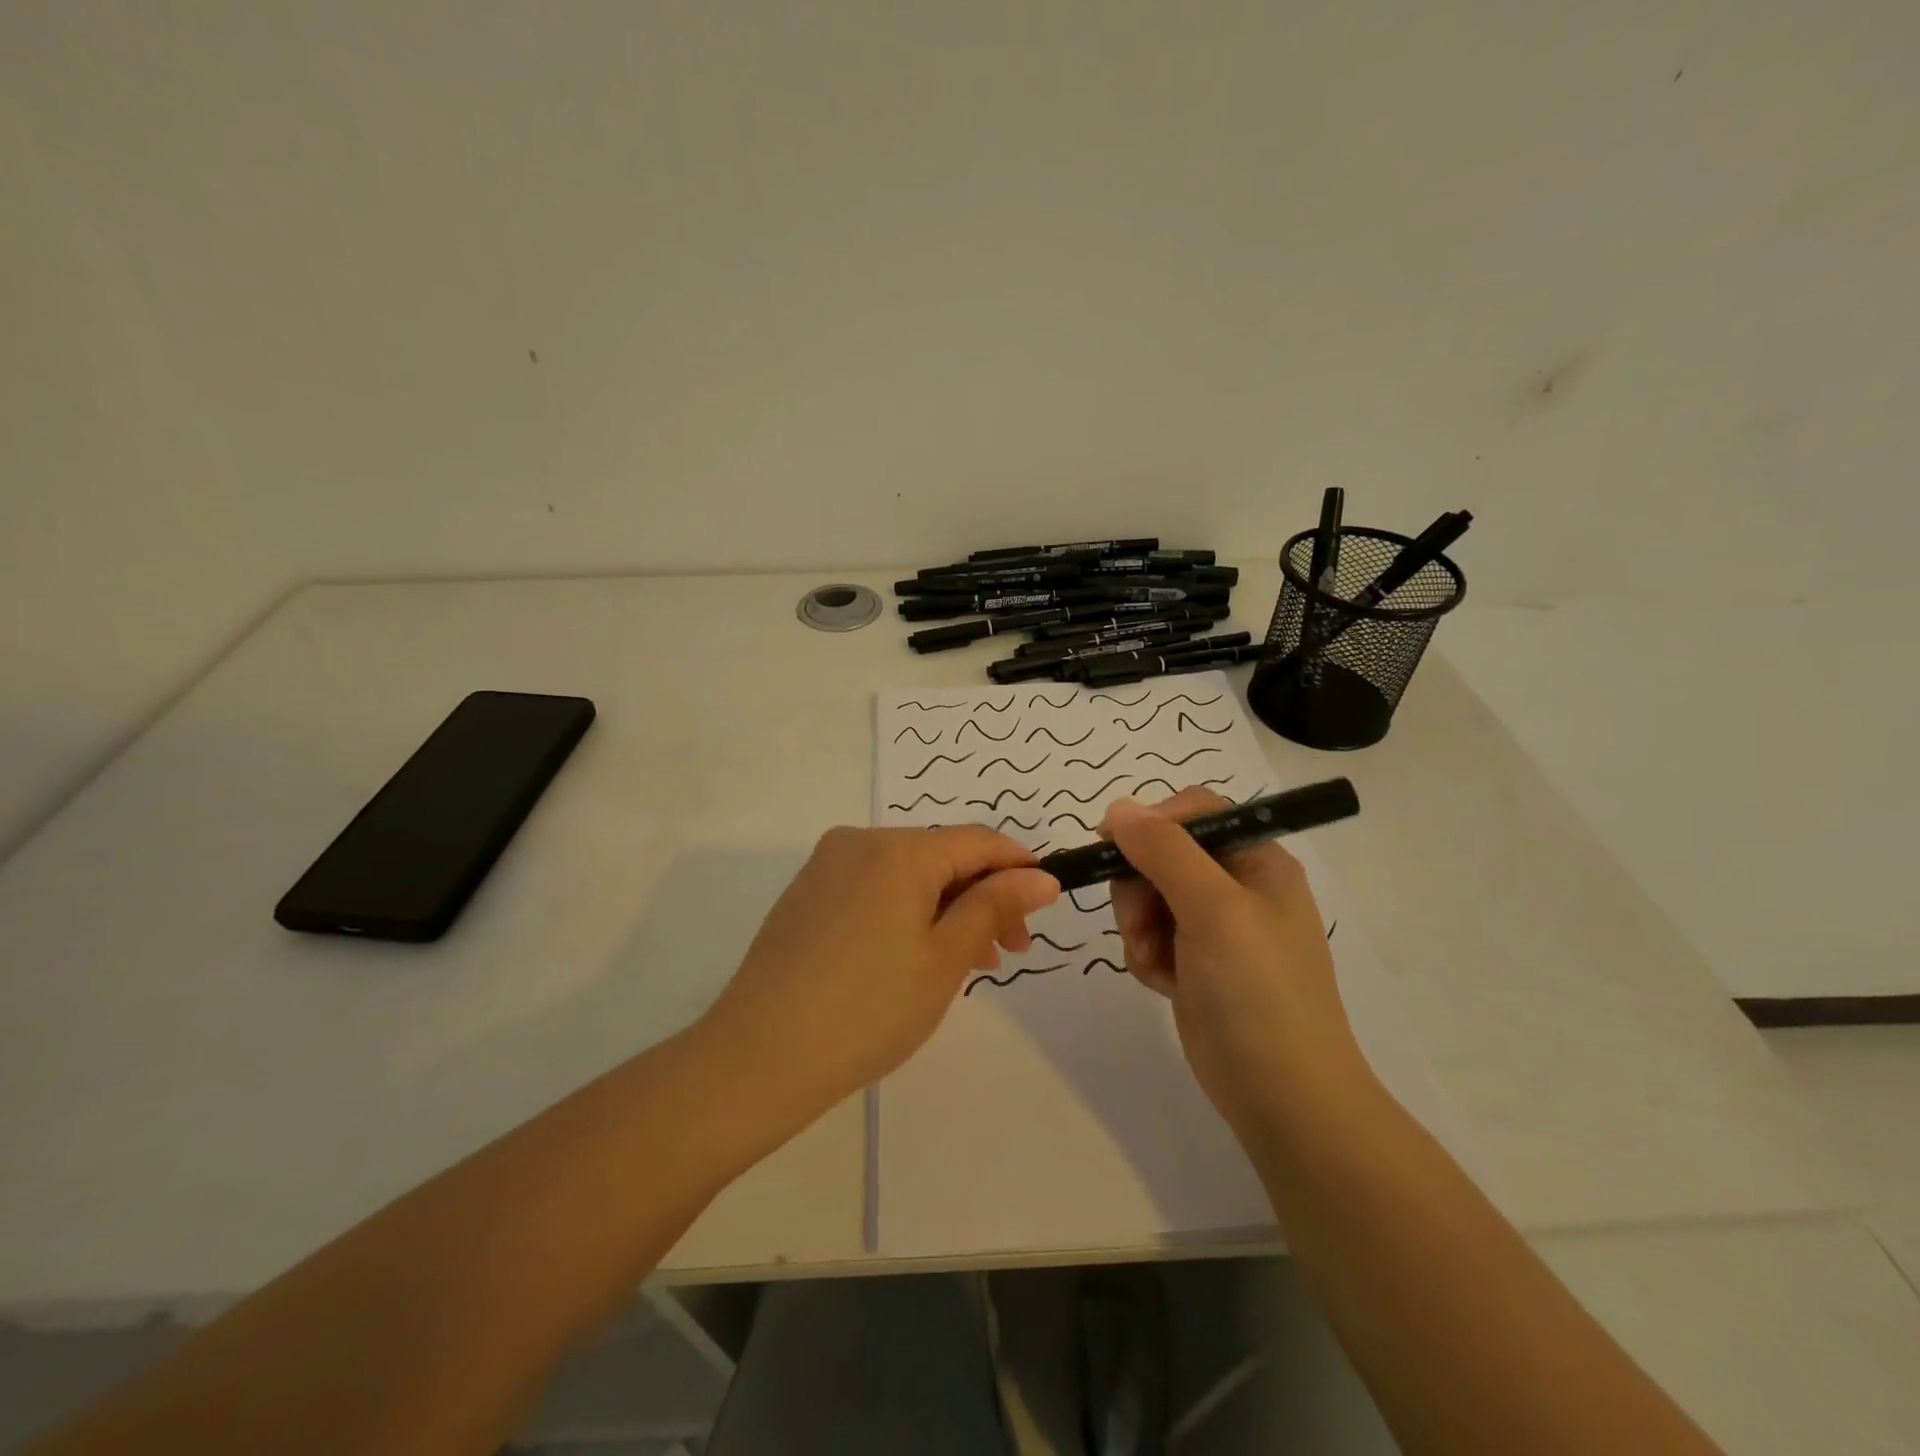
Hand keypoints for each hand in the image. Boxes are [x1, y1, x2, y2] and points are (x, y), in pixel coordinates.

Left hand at [700, 826, 1058, 1112]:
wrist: (759, 1056)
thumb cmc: (868, 1008)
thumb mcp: (945, 958)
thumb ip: (994, 907)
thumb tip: (1040, 876)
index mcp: (899, 849)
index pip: (977, 841)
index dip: (1018, 868)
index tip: (1044, 907)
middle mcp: (860, 842)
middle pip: (941, 856)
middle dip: (981, 897)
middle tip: (1008, 952)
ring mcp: (827, 867)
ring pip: (907, 875)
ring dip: (946, 909)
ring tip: (968, 964)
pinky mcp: (806, 894)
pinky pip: (873, 889)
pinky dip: (906, 913)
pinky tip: (914, 958)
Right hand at [1104, 789, 1361, 1136]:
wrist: (1284, 1097)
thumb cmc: (1257, 992)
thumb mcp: (1213, 910)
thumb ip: (1165, 851)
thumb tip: (1119, 808)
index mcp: (1257, 860)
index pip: (1194, 811)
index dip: (1151, 823)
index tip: (1111, 845)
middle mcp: (1237, 886)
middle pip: (1162, 854)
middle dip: (1139, 887)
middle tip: (1140, 925)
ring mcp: (1215, 927)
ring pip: (1148, 896)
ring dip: (1138, 926)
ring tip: (1153, 962)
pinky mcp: (1195, 962)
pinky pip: (1150, 935)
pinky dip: (1146, 955)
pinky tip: (1163, 983)